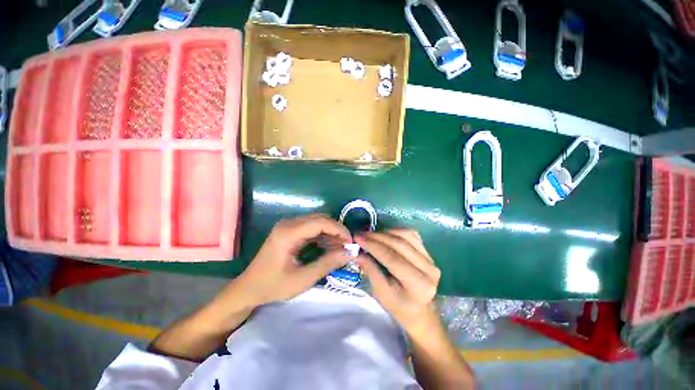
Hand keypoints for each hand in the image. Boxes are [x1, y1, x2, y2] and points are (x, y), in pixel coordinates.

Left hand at [238, 214, 352, 305]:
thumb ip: (327, 263)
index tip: (350, 242)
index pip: (321, 222)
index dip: (339, 230)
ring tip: (340, 248)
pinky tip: (329, 247)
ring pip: (317, 222)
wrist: (248, 289)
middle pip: (320, 219)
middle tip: (347, 246)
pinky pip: (311, 227)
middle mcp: (289, 223)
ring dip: (331, 232)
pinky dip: (323, 235)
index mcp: (289, 232)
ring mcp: (288, 225)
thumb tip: (350, 252)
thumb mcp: (302, 279)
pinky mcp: (289, 230)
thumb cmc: (273, 286)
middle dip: (337, 230)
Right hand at [354, 229, 440, 334]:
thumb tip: (357, 252)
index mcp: (419, 284)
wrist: (420, 311)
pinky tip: (385, 234)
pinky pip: (411, 235)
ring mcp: (431, 259)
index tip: (358, 238)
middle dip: (377, 236)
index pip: (392, 258)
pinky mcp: (428, 253)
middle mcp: (429, 269)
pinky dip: (396, 231)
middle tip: (361, 234)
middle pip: (399, 244)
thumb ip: (370, 270)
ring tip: (371, 235)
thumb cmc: (399, 307)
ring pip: (406, 235)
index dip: (373, 245)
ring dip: (386, 232)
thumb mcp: (381, 293)